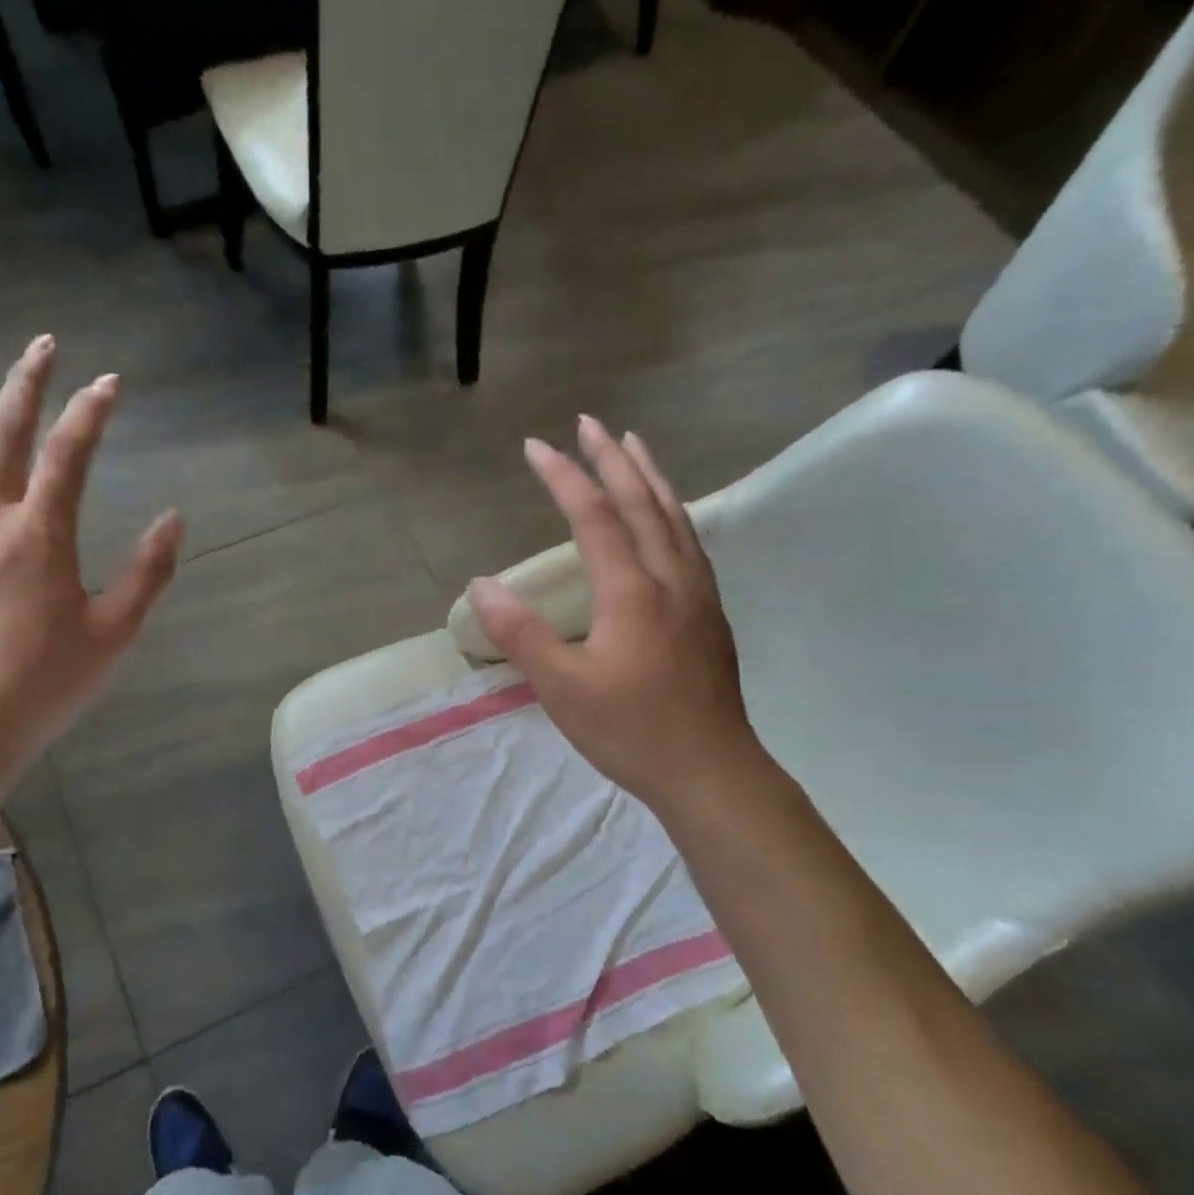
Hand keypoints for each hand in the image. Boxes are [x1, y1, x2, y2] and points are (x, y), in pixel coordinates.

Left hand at [0, 337, 182, 800]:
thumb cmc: (46, 683)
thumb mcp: (115, 632)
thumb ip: (147, 572)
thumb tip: (174, 518)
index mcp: (40, 535)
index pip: (69, 455)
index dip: (91, 413)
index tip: (111, 382)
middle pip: (4, 435)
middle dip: (26, 384)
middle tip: (43, 343)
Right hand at [468, 416, 756, 809]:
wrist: (711, 771)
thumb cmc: (631, 730)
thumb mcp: (562, 688)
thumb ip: (522, 634)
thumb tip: (482, 585)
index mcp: (633, 592)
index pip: (595, 517)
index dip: (564, 477)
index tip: (536, 446)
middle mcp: (670, 579)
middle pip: (643, 503)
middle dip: (612, 459)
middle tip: (589, 422)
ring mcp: (697, 594)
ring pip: (675, 516)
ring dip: (649, 476)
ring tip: (632, 445)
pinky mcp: (709, 613)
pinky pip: (689, 540)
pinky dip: (671, 509)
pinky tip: (667, 514)